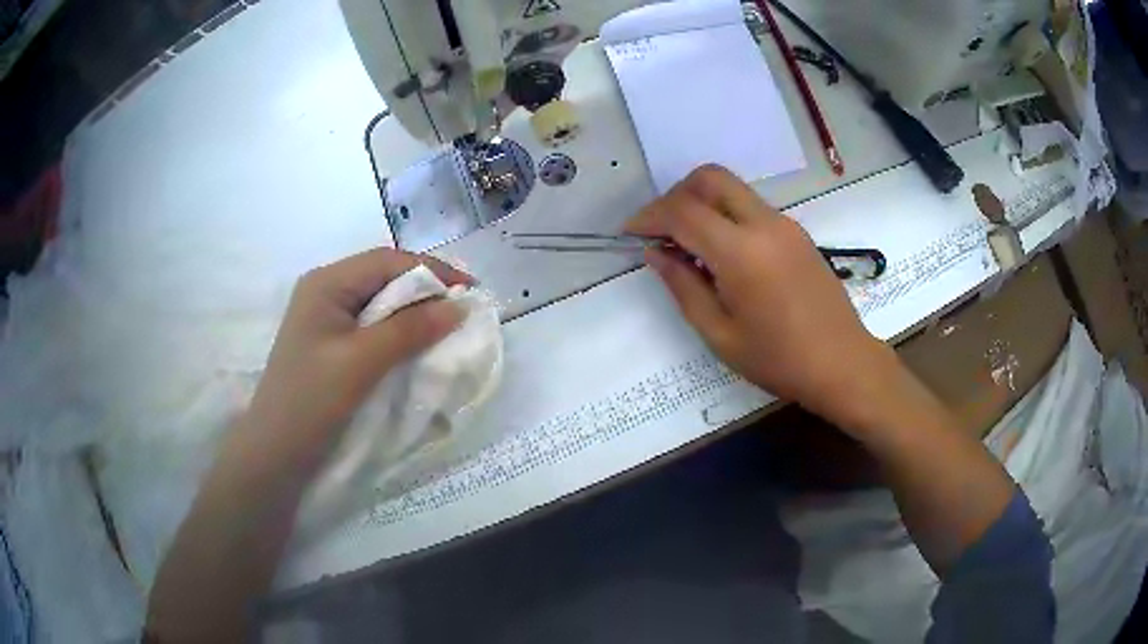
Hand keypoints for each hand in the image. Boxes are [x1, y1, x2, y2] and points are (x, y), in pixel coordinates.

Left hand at [241, 248, 471, 472]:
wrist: (275, 453)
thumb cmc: (310, 402)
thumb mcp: (361, 362)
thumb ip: (409, 330)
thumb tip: (460, 306)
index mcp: (326, 283)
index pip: (388, 262)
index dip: (432, 271)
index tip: (472, 292)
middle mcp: (326, 291)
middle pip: (384, 278)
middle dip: (425, 291)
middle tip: (464, 312)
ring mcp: (327, 319)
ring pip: (381, 303)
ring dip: (414, 313)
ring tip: (447, 329)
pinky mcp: (332, 345)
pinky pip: (373, 327)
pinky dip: (399, 333)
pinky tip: (417, 346)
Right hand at [626, 165, 897, 426]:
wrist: (843, 363)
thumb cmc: (779, 360)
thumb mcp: (720, 334)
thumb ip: (683, 286)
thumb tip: (656, 253)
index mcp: (741, 252)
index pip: (682, 212)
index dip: (649, 217)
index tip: (631, 234)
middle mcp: (764, 224)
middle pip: (710, 178)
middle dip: (676, 195)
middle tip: (662, 230)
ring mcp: (785, 225)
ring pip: (732, 189)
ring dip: (702, 204)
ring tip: (689, 247)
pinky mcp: (797, 233)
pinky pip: (752, 208)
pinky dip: (726, 216)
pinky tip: (723, 255)